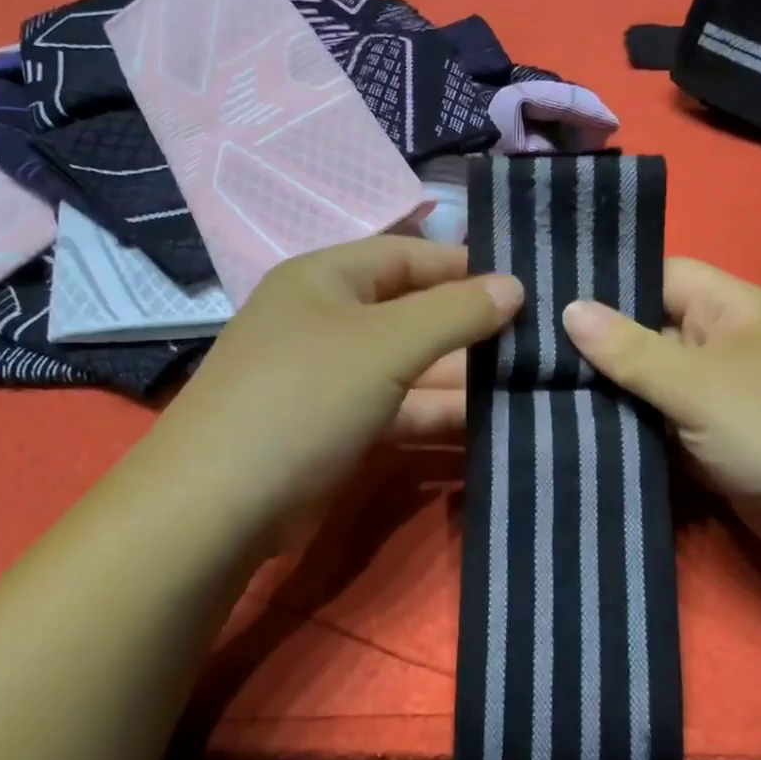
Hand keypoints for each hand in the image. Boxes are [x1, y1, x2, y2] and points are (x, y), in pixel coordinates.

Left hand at [144, 237, 523, 543]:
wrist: (221, 504)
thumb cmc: (304, 396)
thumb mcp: (385, 344)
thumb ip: (454, 312)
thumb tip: (514, 286)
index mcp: (327, 278)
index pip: (410, 255)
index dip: (466, 266)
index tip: (526, 284)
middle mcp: (328, 320)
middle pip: (413, 312)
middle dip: (471, 327)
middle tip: (540, 340)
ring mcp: (332, 379)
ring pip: (411, 367)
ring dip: (462, 377)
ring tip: (531, 382)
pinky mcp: (338, 429)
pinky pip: (399, 409)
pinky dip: (438, 415)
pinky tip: (490, 424)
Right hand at [561, 258, 760, 578]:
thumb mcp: (701, 385)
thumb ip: (632, 350)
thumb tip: (569, 309)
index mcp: (731, 309)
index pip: (659, 276)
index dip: (607, 283)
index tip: (544, 298)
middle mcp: (725, 346)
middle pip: (649, 334)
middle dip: (596, 348)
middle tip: (525, 354)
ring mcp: (722, 399)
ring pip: (652, 388)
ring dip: (609, 398)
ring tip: (535, 394)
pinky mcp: (717, 446)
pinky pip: (664, 430)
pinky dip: (632, 435)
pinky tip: (577, 436)